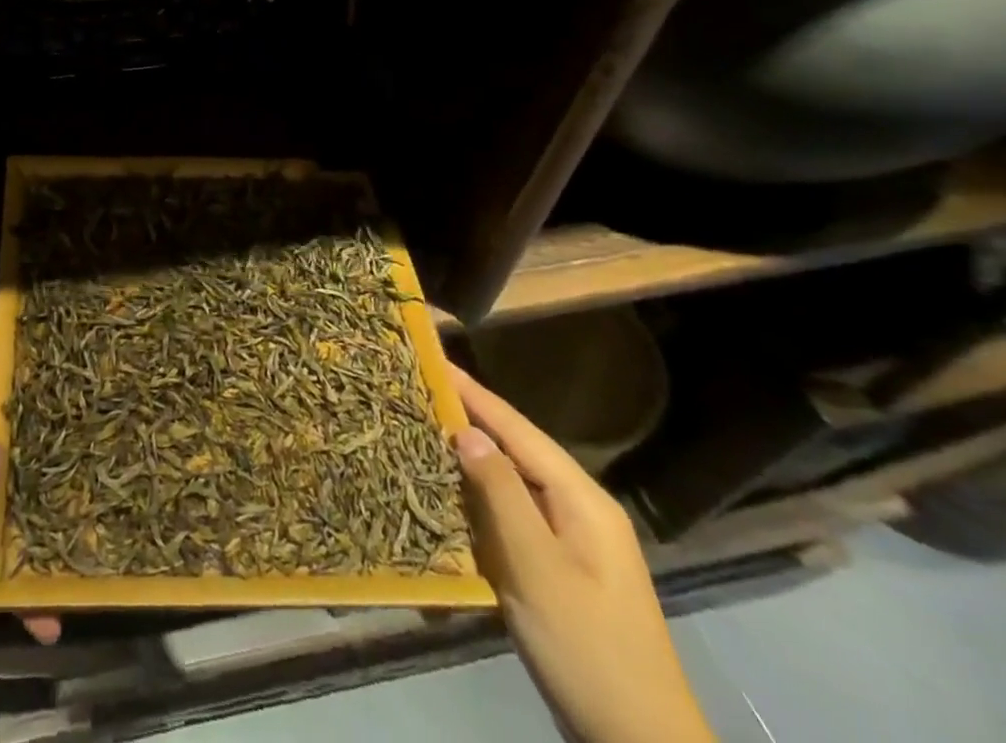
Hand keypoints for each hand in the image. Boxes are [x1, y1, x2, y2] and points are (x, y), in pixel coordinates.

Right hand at [451, 364, 713, 742]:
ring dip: (470, 456)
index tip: (432, 360)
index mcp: (581, 498)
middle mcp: (579, 508)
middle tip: (418, 390)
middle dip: (469, 418)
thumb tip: (467, 430)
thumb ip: (501, 493)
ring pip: (512, 482)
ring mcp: (571, 540)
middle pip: (516, 449)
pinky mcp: (558, 568)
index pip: (517, 429)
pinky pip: (513, 515)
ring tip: (423, 427)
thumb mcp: (538, 567)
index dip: (474, 393)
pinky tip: (449, 490)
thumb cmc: (586, 646)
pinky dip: (479, 497)